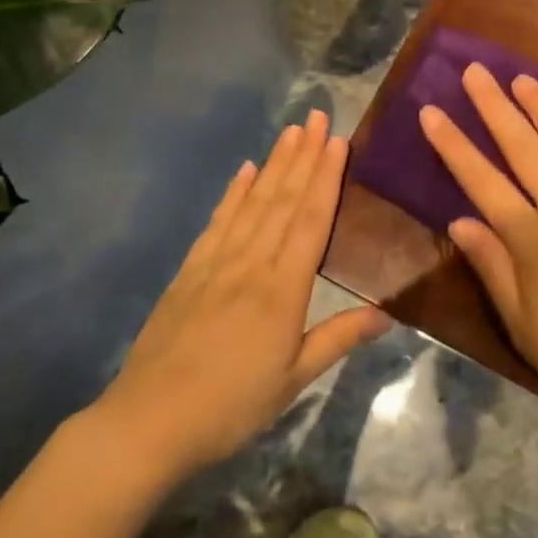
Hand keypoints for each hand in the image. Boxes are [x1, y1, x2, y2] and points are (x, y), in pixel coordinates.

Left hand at [98, 111, 388, 475]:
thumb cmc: (231, 405)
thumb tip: (389, 312)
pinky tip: (245, 171)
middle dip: (304, 155)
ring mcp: (217, 262)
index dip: (327, 177)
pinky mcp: (190, 269)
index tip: (339, 141)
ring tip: (291, 130)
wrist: (149, 421)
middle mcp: (251, 262)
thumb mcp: (293, 379)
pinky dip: (234, 192)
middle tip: (319, 116)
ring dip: (275, 163)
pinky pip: (218, 221)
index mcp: (282, 289)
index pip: (311, 220)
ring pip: (253, 202)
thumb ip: (340, 338)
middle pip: (283, 199)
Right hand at [419, 65, 537, 435]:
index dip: (453, 144)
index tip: (431, 111)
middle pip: (522, 145)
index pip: (481, 179)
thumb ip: (492, 267)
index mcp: (531, 238)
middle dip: (494, 105)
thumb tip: (459, 220)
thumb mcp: (524, 326)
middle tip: (476, 71)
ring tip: (521, 78)